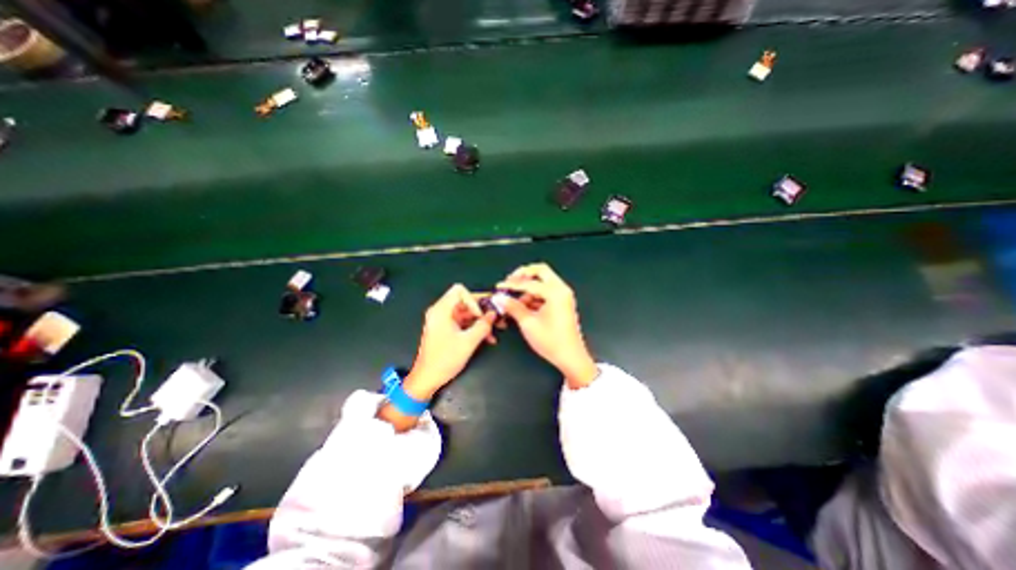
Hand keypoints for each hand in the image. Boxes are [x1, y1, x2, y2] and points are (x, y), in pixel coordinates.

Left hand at [406, 284, 498, 397]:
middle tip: (496, 318)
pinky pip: (463, 322)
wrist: (427, 379)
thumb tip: (493, 314)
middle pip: (465, 301)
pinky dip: (474, 327)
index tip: (481, 315)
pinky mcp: (446, 329)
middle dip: (482, 310)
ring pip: (466, 313)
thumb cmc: (445, 359)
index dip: (473, 299)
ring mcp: (443, 321)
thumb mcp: (468, 342)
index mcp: (441, 310)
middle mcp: (440, 312)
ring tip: (495, 331)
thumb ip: (483, 326)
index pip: (459, 291)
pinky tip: (487, 338)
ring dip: (481, 321)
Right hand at [496, 263, 597, 389]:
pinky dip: (535, 295)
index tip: (499, 287)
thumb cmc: (551, 341)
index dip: (511, 285)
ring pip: (543, 282)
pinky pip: (546, 292)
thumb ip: (513, 307)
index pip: (529, 283)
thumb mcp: (528, 323)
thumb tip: (500, 298)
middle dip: (524, 274)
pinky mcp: (562, 302)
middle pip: (541, 271)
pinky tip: (524, 306)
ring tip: (515, 301)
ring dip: (528, 288)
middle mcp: (561, 289)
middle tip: (510, 281)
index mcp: (555, 292)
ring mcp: (563, 295)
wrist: (570, 357)